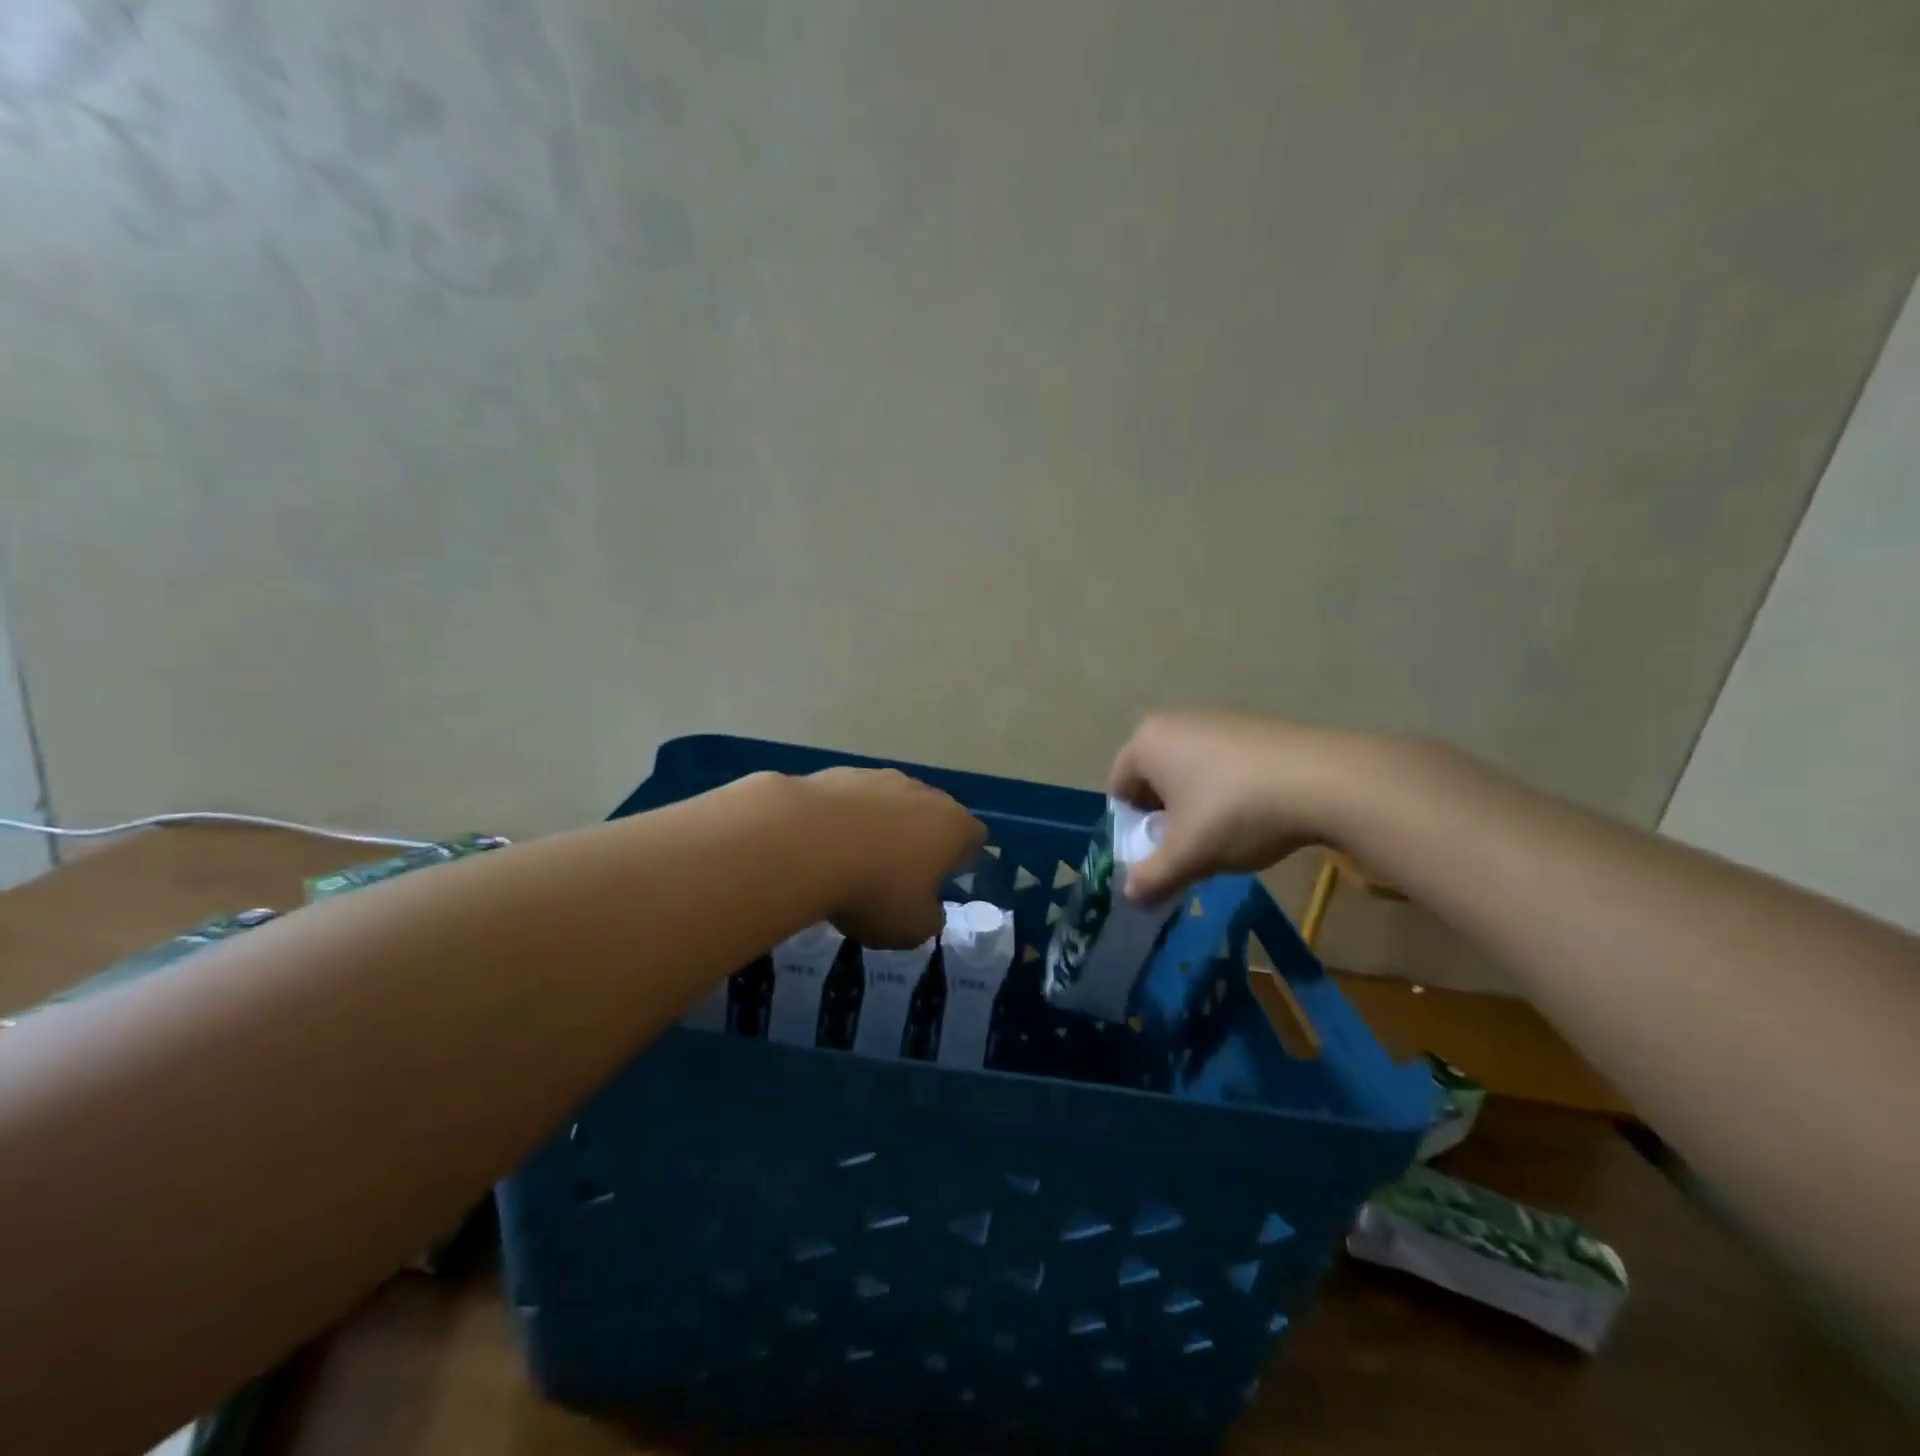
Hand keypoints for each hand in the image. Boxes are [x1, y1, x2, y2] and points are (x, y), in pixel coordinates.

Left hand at [801, 767, 985, 947]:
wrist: (804, 842)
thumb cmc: (875, 889)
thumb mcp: (912, 927)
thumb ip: (930, 919)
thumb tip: (929, 910)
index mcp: (952, 826)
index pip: (974, 837)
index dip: (963, 859)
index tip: (944, 880)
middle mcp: (922, 793)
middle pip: (932, 814)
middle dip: (920, 840)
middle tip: (899, 874)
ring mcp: (878, 777)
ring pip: (890, 803)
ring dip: (880, 826)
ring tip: (855, 860)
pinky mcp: (837, 774)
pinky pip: (851, 800)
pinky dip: (844, 819)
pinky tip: (823, 845)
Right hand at [1107, 712, 1357, 902]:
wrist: (1325, 781)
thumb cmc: (1236, 812)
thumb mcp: (1188, 856)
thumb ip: (1152, 878)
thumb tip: (1131, 896)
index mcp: (1146, 742)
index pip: (1118, 791)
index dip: (1132, 830)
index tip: (1158, 855)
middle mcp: (1174, 722)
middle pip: (1152, 780)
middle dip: (1164, 818)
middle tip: (1188, 849)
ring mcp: (1216, 719)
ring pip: (1188, 773)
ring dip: (1194, 807)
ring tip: (1223, 836)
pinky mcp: (1252, 727)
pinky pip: (1220, 764)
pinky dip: (1225, 791)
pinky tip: (1254, 815)